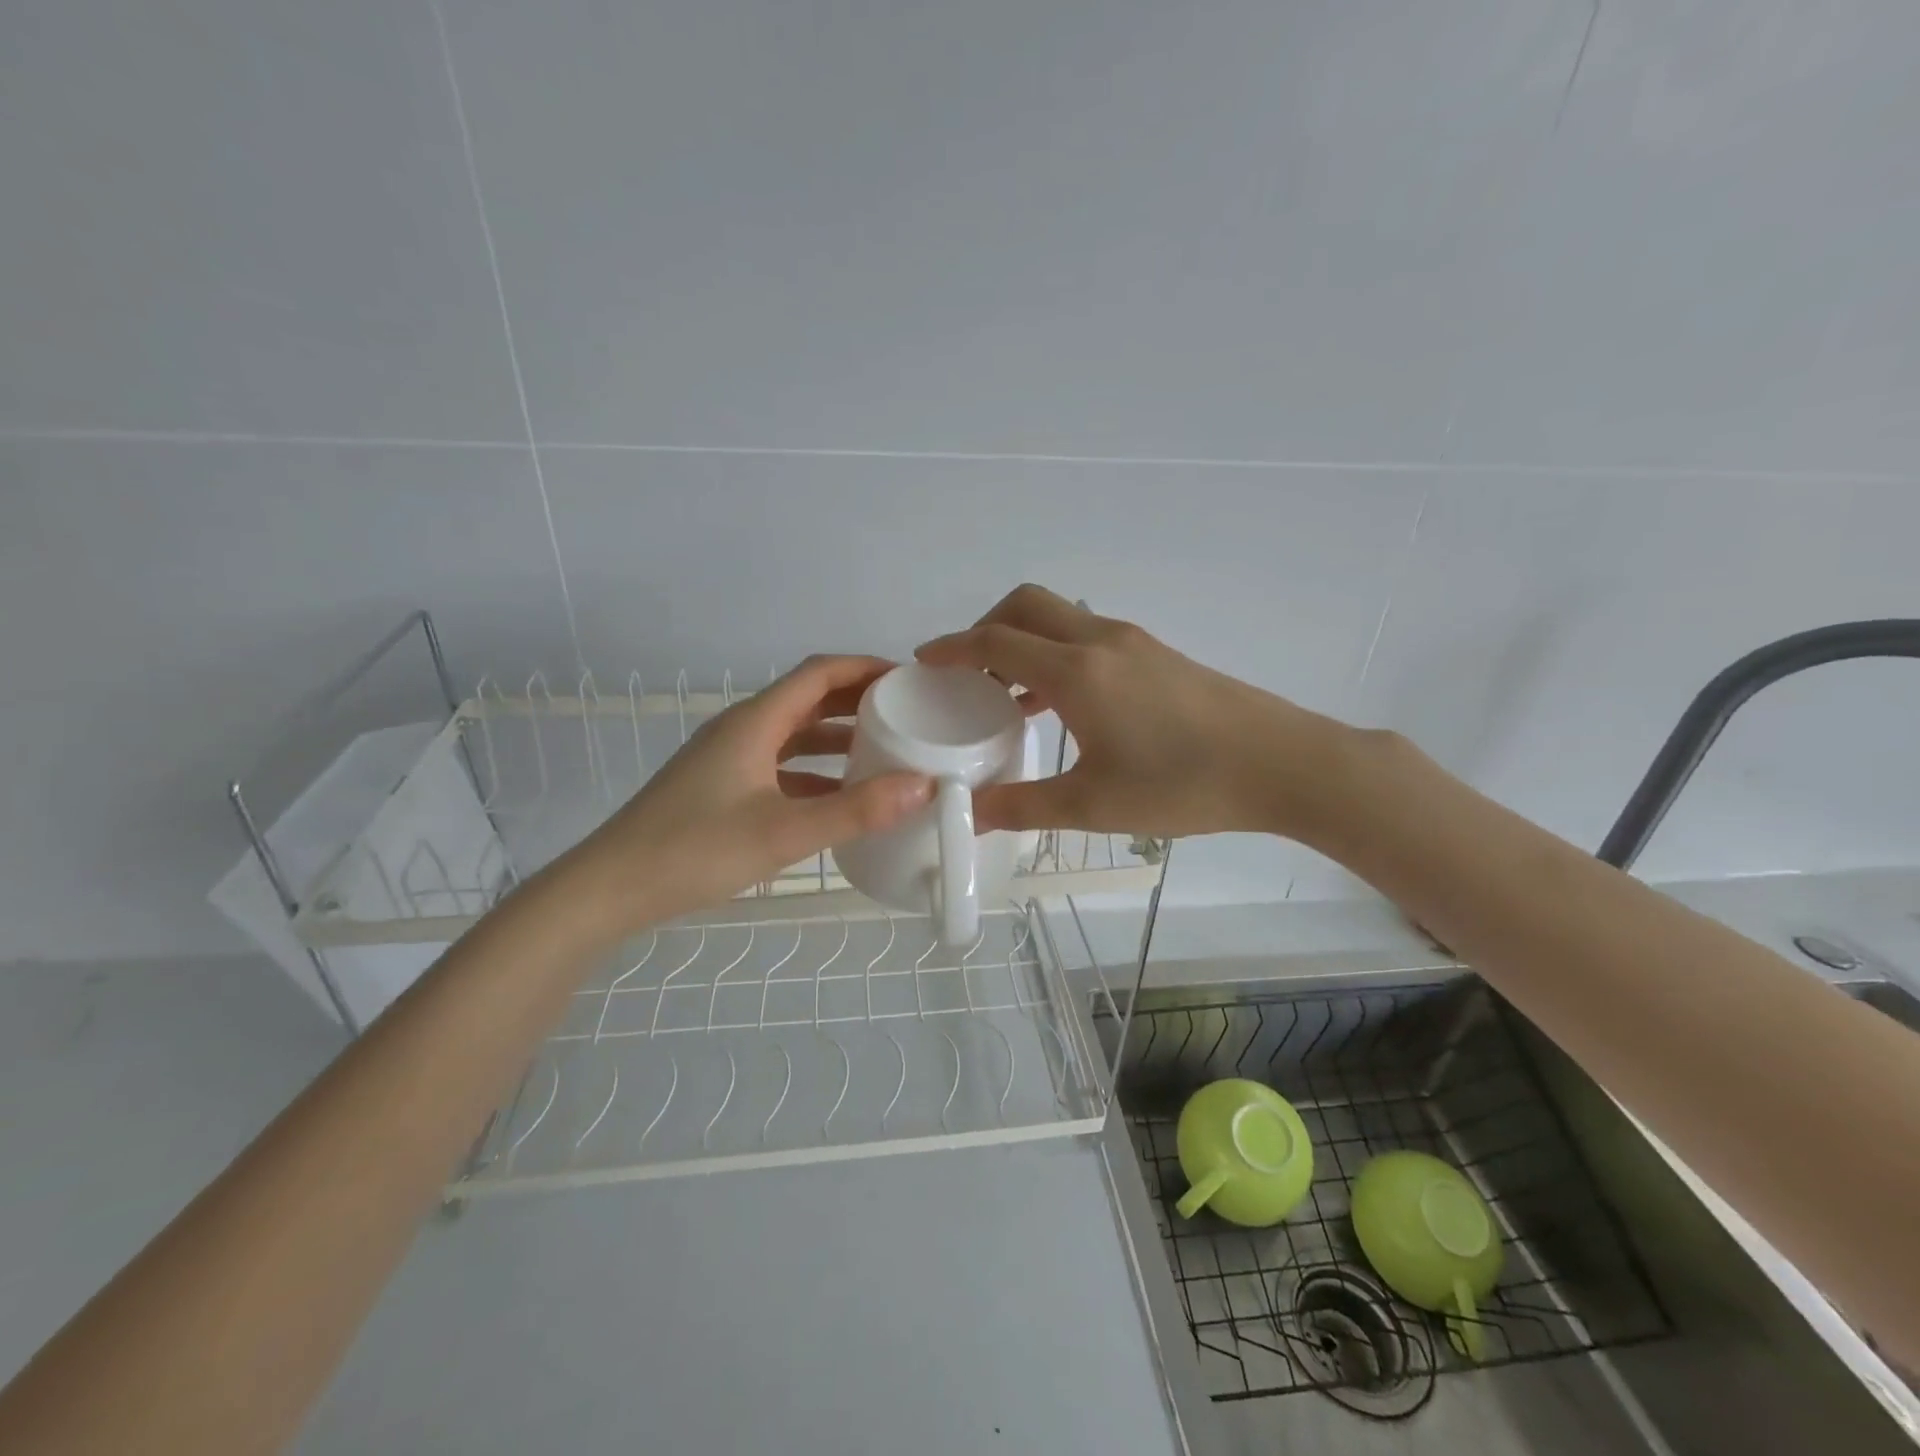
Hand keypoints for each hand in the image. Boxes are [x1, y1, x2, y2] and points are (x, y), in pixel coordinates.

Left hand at [563, 655, 932, 929]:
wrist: (611, 888)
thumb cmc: (696, 850)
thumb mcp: (784, 832)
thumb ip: (855, 810)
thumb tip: (923, 785)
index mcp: (755, 722)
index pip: (819, 674)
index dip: (865, 668)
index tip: (909, 679)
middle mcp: (743, 729)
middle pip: (808, 699)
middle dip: (858, 701)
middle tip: (907, 713)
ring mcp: (729, 758)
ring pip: (794, 734)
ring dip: (837, 737)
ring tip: (885, 750)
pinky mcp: (722, 787)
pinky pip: (780, 766)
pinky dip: (815, 772)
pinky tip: (841, 797)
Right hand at [916, 585, 1354, 840]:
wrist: (1280, 763)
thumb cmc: (1182, 784)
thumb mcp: (1092, 804)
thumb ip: (1022, 806)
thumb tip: (968, 812)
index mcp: (1076, 672)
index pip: (996, 641)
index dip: (953, 647)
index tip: (924, 660)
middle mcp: (1099, 641)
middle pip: (1026, 605)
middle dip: (986, 627)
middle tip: (968, 673)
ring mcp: (1133, 642)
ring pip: (1060, 618)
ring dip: (1024, 640)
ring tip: (1005, 693)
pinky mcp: (1156, 655)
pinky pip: (1088, 638)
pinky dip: (1056, 654)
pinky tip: (1060, 705)